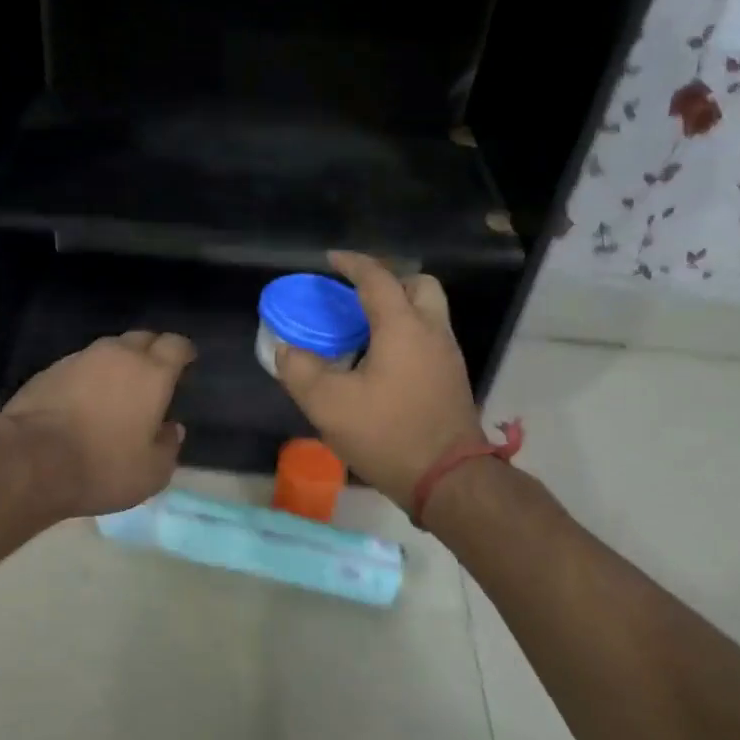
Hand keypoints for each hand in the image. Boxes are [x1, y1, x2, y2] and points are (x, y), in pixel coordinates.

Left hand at [3, 331, 195, 517]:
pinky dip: (88, 377)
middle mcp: (118, 355)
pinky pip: (80, 365)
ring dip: (117, 363)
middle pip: (142, 338)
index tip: (186, 361)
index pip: (176, 345)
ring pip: (109, 350)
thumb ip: (168, 446)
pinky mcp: (49, 370)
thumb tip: (171, 429)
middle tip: (153, 375)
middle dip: (152, 351)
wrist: (31, 459)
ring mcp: (80, 358)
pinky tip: (83, 400)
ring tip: (117, 389)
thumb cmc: (103, 466)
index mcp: (152, 373)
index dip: (183, 351)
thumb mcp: (151, 472)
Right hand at [275, 252, 484, 508]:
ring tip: (363, 333)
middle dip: (388, 282)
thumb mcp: (328, 405)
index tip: (330, 260)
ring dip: (398, 310)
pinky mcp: (453, 380)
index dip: (352, 264)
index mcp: (402, 327)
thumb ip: (300, 371)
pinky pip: (429, 339)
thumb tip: (287, 350)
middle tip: (357, 300)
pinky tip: (380, 365)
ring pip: (427, 313)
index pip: (377, 278)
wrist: (448, 480)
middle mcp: (431, 332)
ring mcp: (448, 356)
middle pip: (418, 286)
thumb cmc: (388, 434)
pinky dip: (406, 336)